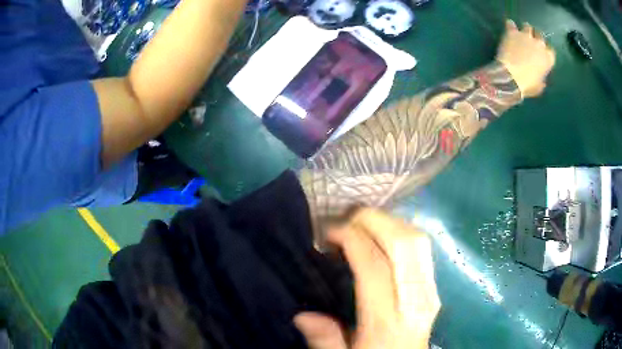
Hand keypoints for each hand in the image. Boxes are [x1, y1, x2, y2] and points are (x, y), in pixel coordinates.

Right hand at [294, 208, 440, 348]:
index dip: (351, 238)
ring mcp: (429, 290)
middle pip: (404, 243)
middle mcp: (415, 299)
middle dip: (374, 220)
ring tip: (362, 224)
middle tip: (346, 218)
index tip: (328, 230)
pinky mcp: (433, 287)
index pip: (374, 265)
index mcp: (388, 319)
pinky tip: (383, 236)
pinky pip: (422, 248)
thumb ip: (325, 340)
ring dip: (389, 223)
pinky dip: (401, 232)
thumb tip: (302, 315)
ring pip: (417, 240)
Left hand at [496, 20, 555, 97]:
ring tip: (521, 32)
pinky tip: (509, 27)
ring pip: (527, 27)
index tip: (541, 53)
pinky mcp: (513, 32)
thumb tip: (542, 80)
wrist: (510, 76)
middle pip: (540, 35)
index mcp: (548, 59)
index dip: (546, 51)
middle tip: (531, 40)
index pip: (551, 51)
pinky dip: (510, 25)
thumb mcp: (538, 87)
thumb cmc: (527, 85)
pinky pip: (511, 24)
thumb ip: (542, 80)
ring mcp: (526, 36)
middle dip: (536, 36)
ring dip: (525, 29)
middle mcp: (539, 44)